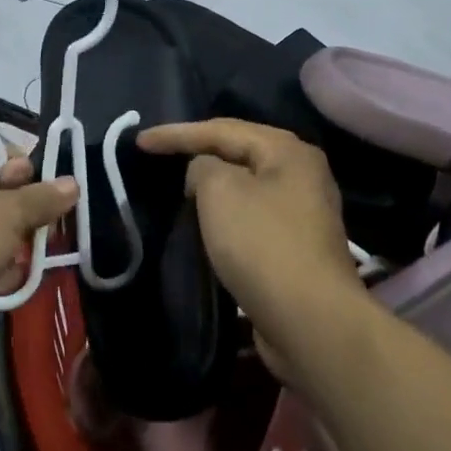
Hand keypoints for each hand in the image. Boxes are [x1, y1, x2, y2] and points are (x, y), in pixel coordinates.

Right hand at [138, 119, 364, 365]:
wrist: (310, 321)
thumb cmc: (262, 245)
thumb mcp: (220, 191)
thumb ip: (203, 167)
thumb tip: (205, 175)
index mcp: (288, 151)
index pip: (222, 129)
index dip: (176, 133)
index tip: (139, 142)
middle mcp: (301, 174)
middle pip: (238, 152)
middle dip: (197, 152)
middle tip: (159, 155)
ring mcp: (302, 212)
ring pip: (245, 186)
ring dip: (211, 185)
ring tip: (177, 186)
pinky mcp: (295, 246)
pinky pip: (251, 216)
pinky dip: (225, 214)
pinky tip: (205, 222)